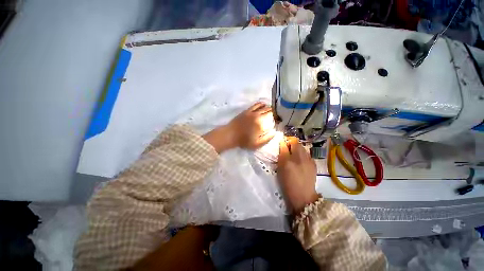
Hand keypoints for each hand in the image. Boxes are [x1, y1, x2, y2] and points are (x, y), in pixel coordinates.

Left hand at [202, 102, 275, 152]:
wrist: (230, 135)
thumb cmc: (243, 141)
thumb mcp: (257, 144)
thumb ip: (268, 138)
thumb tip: (276, 131)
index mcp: (261, 124)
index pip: (273, 119)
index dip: (277, 120)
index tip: (278, 122)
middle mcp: (258, 116)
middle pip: (270, 111)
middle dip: (275, 114)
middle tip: (276, 117)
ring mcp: (252, 112)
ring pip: (265, 107)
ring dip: (270, 109)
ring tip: (272, 112)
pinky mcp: (248, 110)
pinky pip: (257, 104)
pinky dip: (262, 104)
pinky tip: (264, 106)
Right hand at [277, 137, 318, 213]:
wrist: (303, 196)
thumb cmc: (287, 183)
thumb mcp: (280, 169)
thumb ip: (281, 156)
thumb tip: (282, 145)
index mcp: (288, 160)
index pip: (284, 144)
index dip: (283, 141)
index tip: (281, 143)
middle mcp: (299, 158)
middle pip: (296, 143)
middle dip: (291, 143)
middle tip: (287, 148)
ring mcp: (308, 160)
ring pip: (302, 147)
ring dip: (297, 148)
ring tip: (294, 154)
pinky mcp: (313, 164)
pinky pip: (307, 154)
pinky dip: (303, 154)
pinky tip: (301, 160)